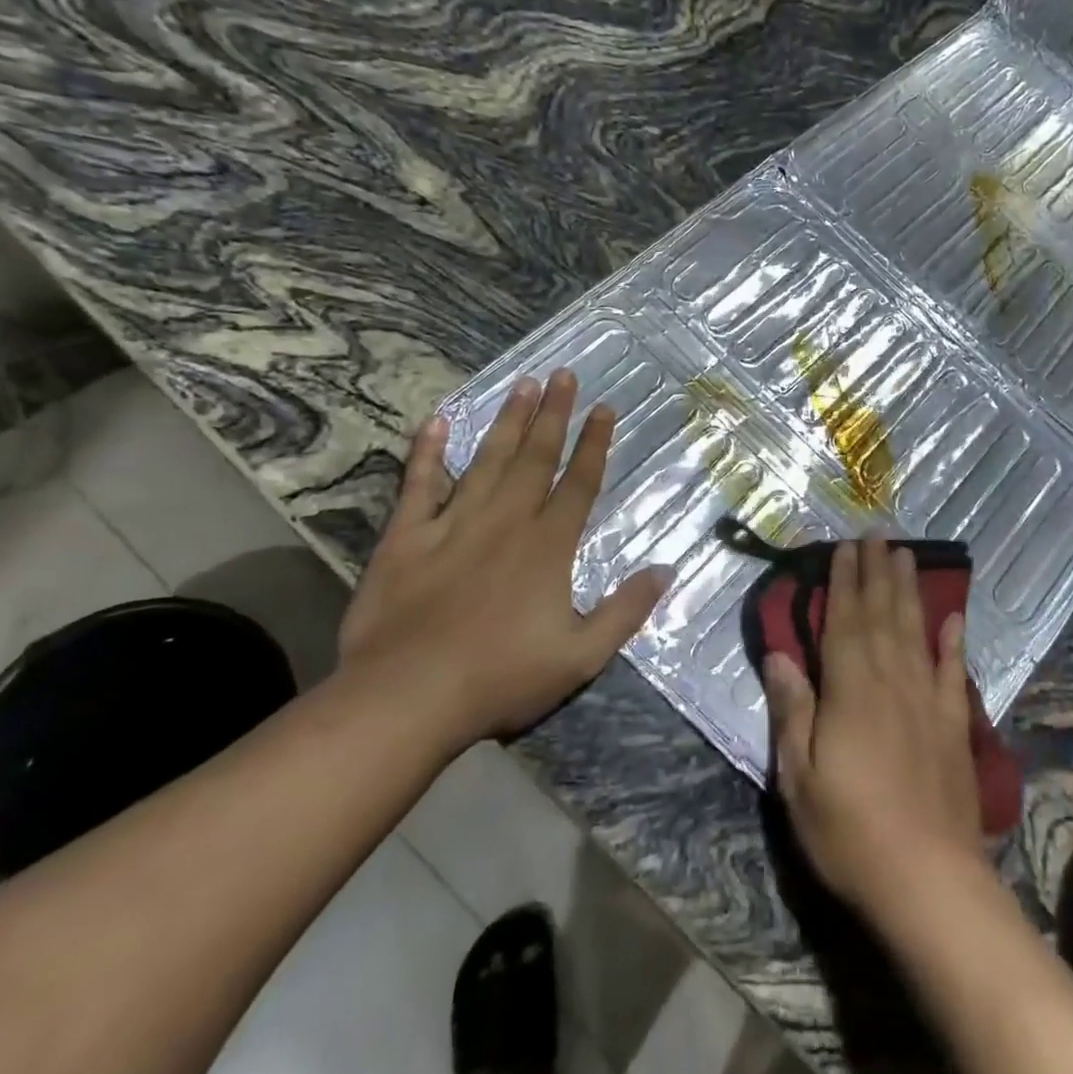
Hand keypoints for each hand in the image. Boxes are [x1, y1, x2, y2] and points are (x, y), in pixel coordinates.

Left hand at [336, 370, 669, 751]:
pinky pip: (419, 485)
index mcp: (548, 546)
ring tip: (524, 384)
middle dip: (554, 414)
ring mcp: (453, 525)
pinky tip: (436, 422)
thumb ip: (626, 610)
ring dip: (508, 421)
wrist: (406, 699)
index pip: (578, 482)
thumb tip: (666, 570)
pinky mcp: (406, 538)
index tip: (604, 408)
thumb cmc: (501, 678)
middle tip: (564, 374)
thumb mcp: (581, 656)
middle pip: (535, 457)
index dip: (594, 443)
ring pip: (487, 460)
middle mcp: (505, 522)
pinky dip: (426, 453)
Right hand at [764, 538, 985, 919]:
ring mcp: (928, 700)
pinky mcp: (954, 725)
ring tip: (908, 555)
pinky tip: (954, 617)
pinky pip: (954, 671)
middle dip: (877, 571)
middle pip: (882, 614)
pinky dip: (953, 641)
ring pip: (916, 630)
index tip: (845, 547)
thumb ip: (792, 710)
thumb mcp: (799, 779)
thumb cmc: (850, 833)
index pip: (844, 622)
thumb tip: (779, 655)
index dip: (844, 582)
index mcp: (850, 690)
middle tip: (878, 533)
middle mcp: (891, 681)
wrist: (930, 882)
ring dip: (910, 591)